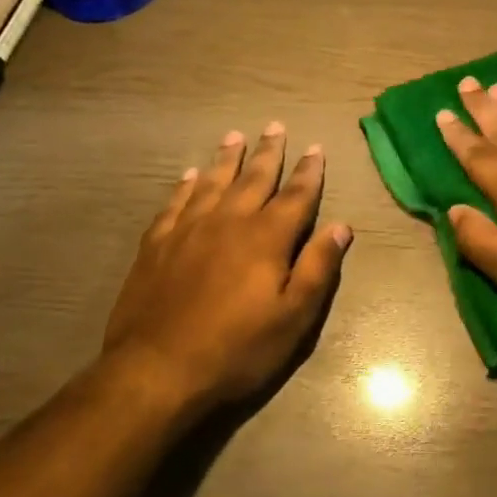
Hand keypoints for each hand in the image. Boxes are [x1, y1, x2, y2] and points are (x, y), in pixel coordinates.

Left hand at [105, 122, 351, 411]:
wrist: (156, 371)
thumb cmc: (236, 348)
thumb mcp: (293, 318)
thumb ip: (318, 267)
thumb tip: (341, 226)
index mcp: (267, 237)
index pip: (296, 195)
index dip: (309, 171)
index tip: (316, 147)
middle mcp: (230, 221)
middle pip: (254, 177)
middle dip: (269, 152)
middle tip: (276, 126)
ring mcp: (190, 229)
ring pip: (213, 182)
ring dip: (227, 158)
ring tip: (235, 136)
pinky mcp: (157, 244)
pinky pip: (175, 203)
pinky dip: (186, 185)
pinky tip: (190, 175)